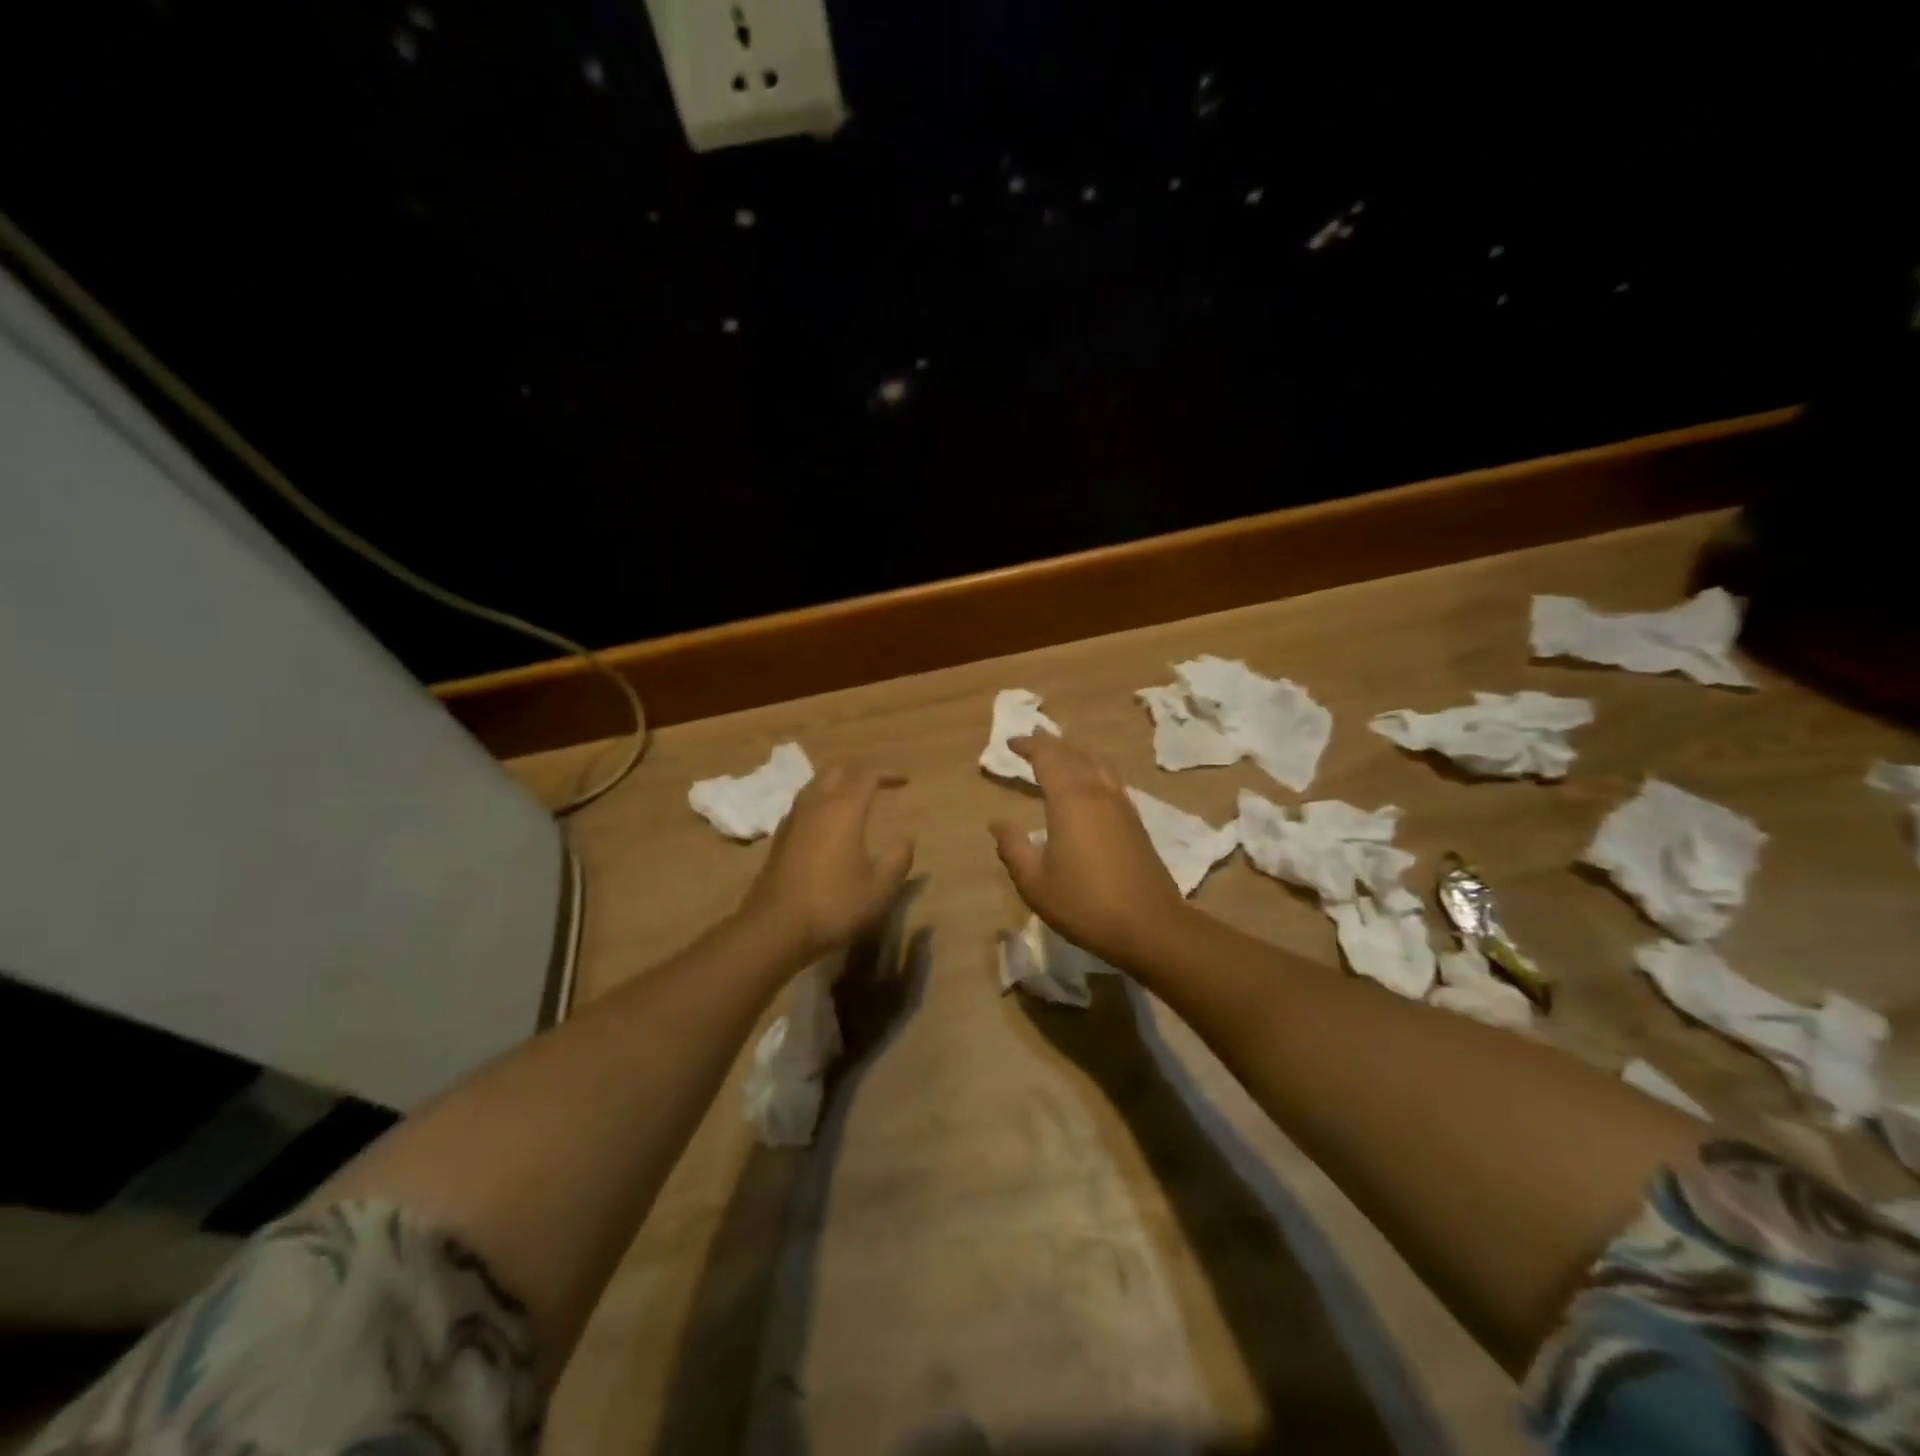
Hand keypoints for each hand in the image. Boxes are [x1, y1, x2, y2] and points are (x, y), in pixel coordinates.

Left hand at [740, 764, 914, 962]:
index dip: (887, 774)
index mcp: (844, 810)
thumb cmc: (834, 905)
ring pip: (815, 785)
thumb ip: (897, 860)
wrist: (776, 928)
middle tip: (878, 784)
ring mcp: (793, 820)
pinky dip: (820, 802)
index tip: (905, 781)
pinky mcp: (779, 838)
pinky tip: (826, 823)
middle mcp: (816, 805)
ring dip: (836, 784)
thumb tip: (907, 839)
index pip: (867, 775)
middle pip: (837, 771)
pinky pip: (802, 805)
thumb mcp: (880, 889)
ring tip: (853, 798)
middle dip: (859, 772)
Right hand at [988, 735, 1186, 967]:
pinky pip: (1110, 778)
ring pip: (1097, 763)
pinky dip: (1093, 768)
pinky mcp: (1135, 821)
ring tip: (1061, 751)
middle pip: (1074, 754)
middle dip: (1051, 743)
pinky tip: (1090, 782)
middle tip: (1033, 736)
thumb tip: (998, 824)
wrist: (1149, 925)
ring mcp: (1121, 805)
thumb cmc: (1084, 903)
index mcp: (1070, 800)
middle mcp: (1098, 792)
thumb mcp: (1035, 881)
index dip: (1029, 746)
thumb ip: (1013, 848)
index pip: (1047, 758)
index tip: (1011, 742)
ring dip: (1075, 752)